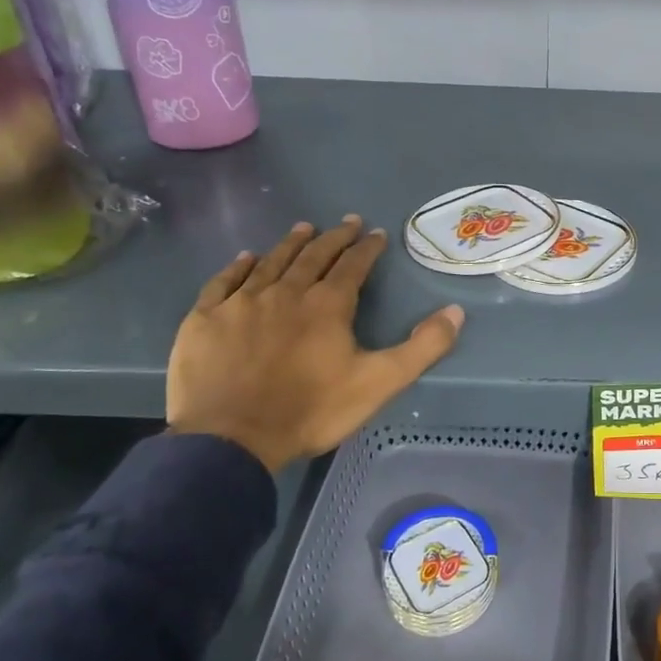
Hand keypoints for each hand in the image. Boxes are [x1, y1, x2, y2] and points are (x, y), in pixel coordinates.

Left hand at [167, 216, 464, 473]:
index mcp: (327, 305)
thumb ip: (422, 347)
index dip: (367, 248)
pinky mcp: (205, 319)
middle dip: (333, 237)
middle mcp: (285, 292)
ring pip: (270, 262)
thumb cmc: (311, 411)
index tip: (375, 233)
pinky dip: (238, 267)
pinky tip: (246, 258)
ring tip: (303, 228)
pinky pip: (224, 282)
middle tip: (346, 221)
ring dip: (290, 244)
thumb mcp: (379, 383)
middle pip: (313, 256)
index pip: (352, 265)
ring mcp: (241, 303)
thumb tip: (456, 312)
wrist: (231, 439)